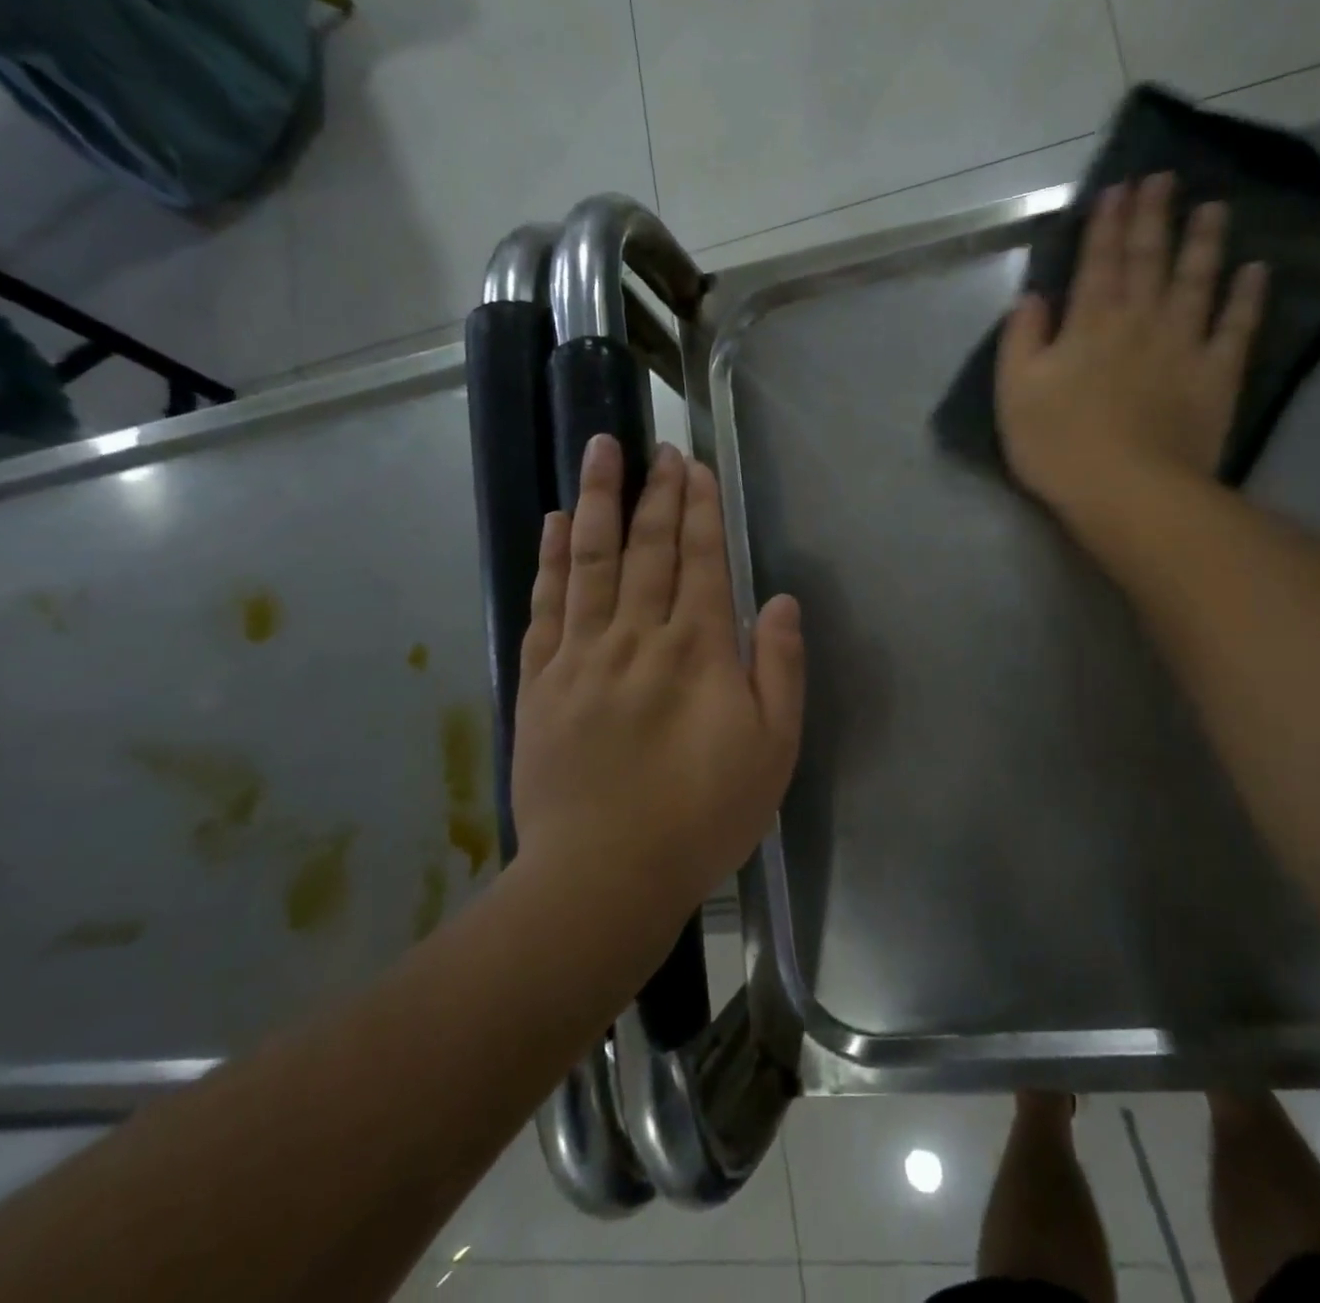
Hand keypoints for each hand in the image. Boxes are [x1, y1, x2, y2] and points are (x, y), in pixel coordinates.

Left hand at [511, 436, 804, 924]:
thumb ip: (780, 668)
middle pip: (647, 547)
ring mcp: (582, 654)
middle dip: (655, 491)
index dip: (699, 509)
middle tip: (656, 445)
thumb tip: (779, 601)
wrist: (605, 874)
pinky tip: (557, 523)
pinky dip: (553, 559)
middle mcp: (638, 635)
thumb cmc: (703, 815)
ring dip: (599, 501)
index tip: (694, 466)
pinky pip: (546, 605)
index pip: (700, 559)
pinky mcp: (540, 680)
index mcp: (698, 649)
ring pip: (592, 561)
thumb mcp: (773, 750)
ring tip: (599, 451)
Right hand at [996, 173, 1268, 516]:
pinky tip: (1255, 270)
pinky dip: (1247, 296)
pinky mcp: (1216, 376)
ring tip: (1212, 208)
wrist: (1127, 491)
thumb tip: (1033, 298)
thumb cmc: (1058, 445)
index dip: (1106, 224)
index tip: (1118, 188)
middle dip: (1153, 216)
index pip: (1098, 261)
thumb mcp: (1014, 393)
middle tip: (1164, 178)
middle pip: (1149, 259)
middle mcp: (1140, 321)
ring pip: (1196, 281)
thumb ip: (1021, 340)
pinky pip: (1236, 327)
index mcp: (1089, 324)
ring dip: (1203, 241)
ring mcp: (1184, 345)